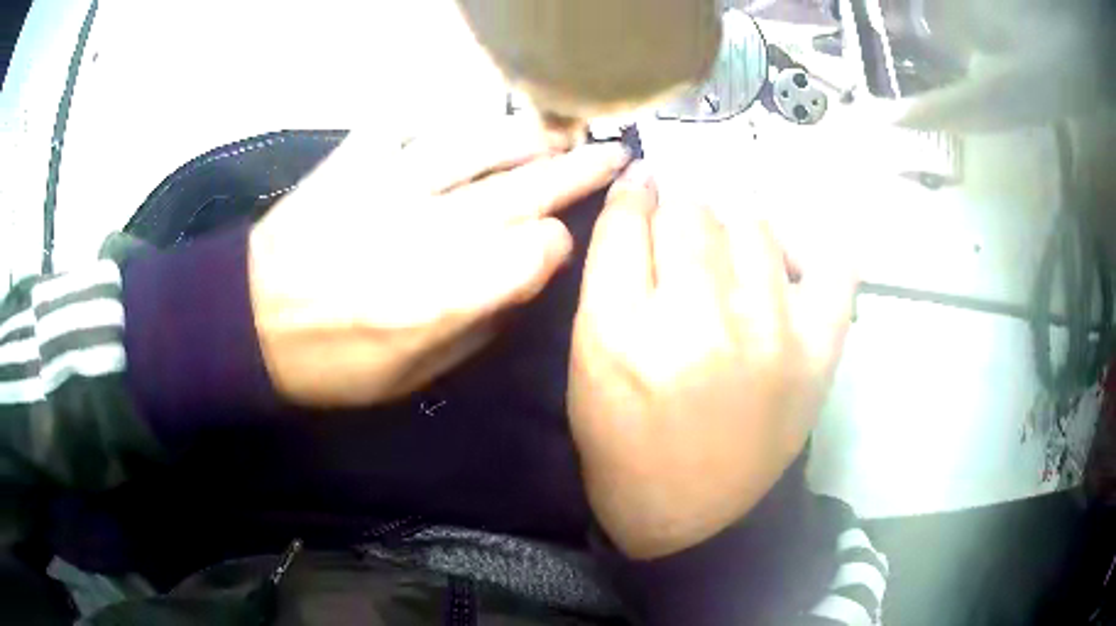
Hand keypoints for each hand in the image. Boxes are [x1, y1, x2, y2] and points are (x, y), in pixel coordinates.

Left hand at [249, 120, 628, 407]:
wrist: (249, 323)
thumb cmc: (332, 363)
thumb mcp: (413, 376)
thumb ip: (477, 326)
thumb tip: (522, 276)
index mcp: (440, 299)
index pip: (535, 250)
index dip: (559, 243)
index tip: (561, 243)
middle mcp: (424, 233)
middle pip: (520, 188)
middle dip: (576, 170)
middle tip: (612, 153)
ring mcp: (385, 187)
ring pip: (475, 143)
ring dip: (524, 134)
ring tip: (554, 130)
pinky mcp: (351, 162)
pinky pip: (404, 121)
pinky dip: (439, 113)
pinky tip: (464, 115)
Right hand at [568, 164, 856, 558]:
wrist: (696, 518)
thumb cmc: (626, 447)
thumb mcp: (590, 366)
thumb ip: (608, 279)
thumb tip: (640, 200)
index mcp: (622, 336)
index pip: (626, 221)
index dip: (632, 192)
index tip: (640, 184)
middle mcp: (700, 326)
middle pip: (691, 211)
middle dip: (678, 204)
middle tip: (680, 226)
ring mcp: (773, 335)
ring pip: (753, 221)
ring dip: (732, 219)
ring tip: (726, 245)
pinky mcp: (820, 352)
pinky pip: (833, 263)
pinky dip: (811, 245)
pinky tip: (785, 258)